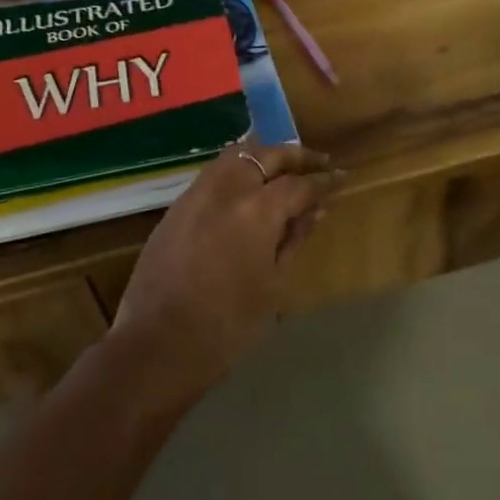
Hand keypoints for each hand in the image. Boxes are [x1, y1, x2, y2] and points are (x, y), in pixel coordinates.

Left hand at [112, 142, 340, 401]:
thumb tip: (315, 211)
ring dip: (263, 157)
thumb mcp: (273, 284)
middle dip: (295, 157)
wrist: (159, 344)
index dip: (324, 181)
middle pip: (266, 155)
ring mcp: (196, 194)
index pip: (300, 183)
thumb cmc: (229, 325)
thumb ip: (293, 240)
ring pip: (235, 156)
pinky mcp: (175, 208)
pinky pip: (213, 175)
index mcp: (257, 209)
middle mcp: (226, 189)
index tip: (341, 177)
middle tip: (317, 164)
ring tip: (282, 170)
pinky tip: (246, 190)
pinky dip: (236, 172)